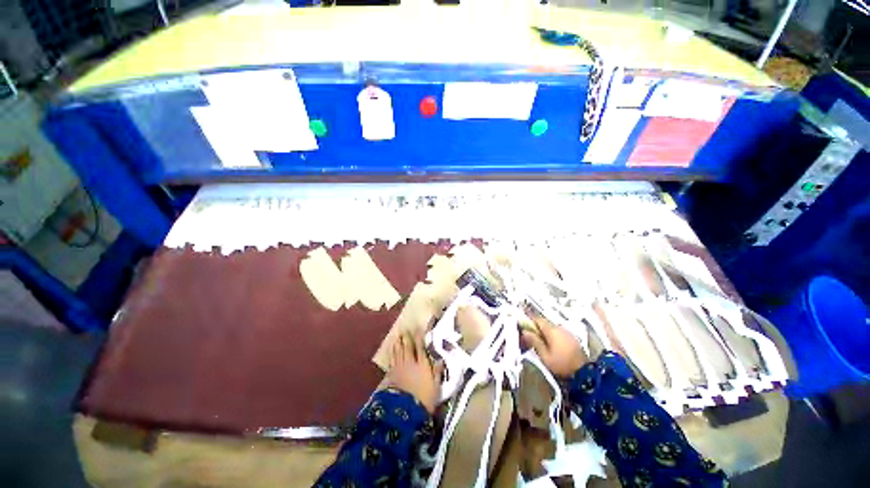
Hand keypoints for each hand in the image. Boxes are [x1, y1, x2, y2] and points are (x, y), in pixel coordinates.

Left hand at [385, 331, 443, 413]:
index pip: (420, 347)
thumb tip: (440, 360)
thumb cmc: (424, 400)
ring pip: (398, 352)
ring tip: (397, 337)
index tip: (417, 329)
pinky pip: (392, 360)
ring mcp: (399, 368)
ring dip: (398, 343)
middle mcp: (410, 363)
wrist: (405, 412)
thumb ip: (437, 372)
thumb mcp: (436, 387)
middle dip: (406, 338)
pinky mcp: (391, 375)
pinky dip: (392, 353)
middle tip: (404, 330)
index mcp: (422, 364)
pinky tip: (391, 350)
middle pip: (407, 347)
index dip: (419, 337)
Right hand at [521, 317, 588, 378]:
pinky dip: (552, 336)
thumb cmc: (562, 364)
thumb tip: (525, 332)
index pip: (537, 319)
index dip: (529, 321)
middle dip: (536, 328)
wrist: (585, 373)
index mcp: (551, 330)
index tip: (523, 326)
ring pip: (551, 328)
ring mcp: (567, 332)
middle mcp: (560, 328)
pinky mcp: (572, 338)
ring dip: (544, 332)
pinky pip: (558, 333)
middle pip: (544, 323)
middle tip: (530, 337)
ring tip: (540, 343)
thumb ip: (534, 342)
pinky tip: (551, 346)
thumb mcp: (544, 356)